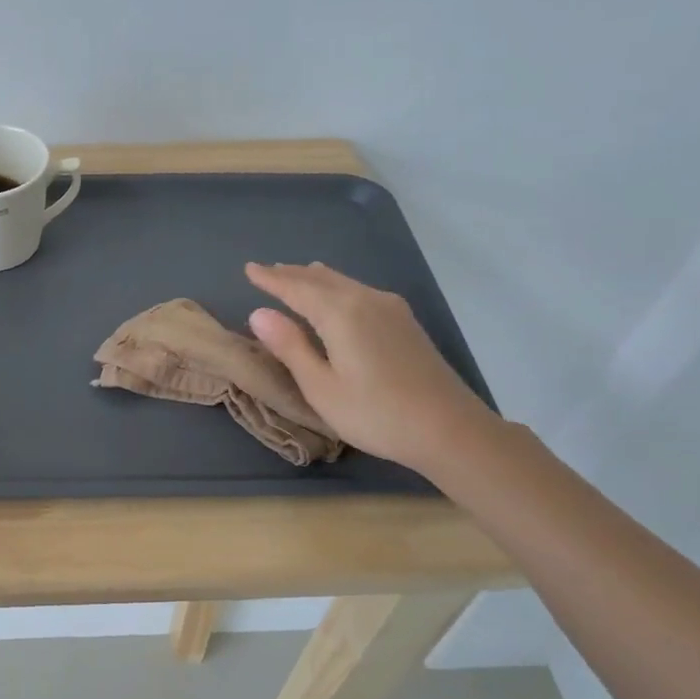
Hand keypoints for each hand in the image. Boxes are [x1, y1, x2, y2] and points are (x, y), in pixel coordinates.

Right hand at [245, 262, 497, 476]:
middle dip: (293, 275)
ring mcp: (391, 309)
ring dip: (316, 278)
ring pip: (344, 283)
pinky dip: (338, 287)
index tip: (249, 269)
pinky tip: (339, 295)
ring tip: (298, 274)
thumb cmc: (376, 414)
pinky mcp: (405, 323)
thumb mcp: (321, 387)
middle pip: (322, 279)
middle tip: (268, 271)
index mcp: (341, 313)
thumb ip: (290, 347)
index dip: (271, 279)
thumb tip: (259, 313)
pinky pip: (360, 291)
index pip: (296, 288)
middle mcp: (366, 300)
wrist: (450, 429)